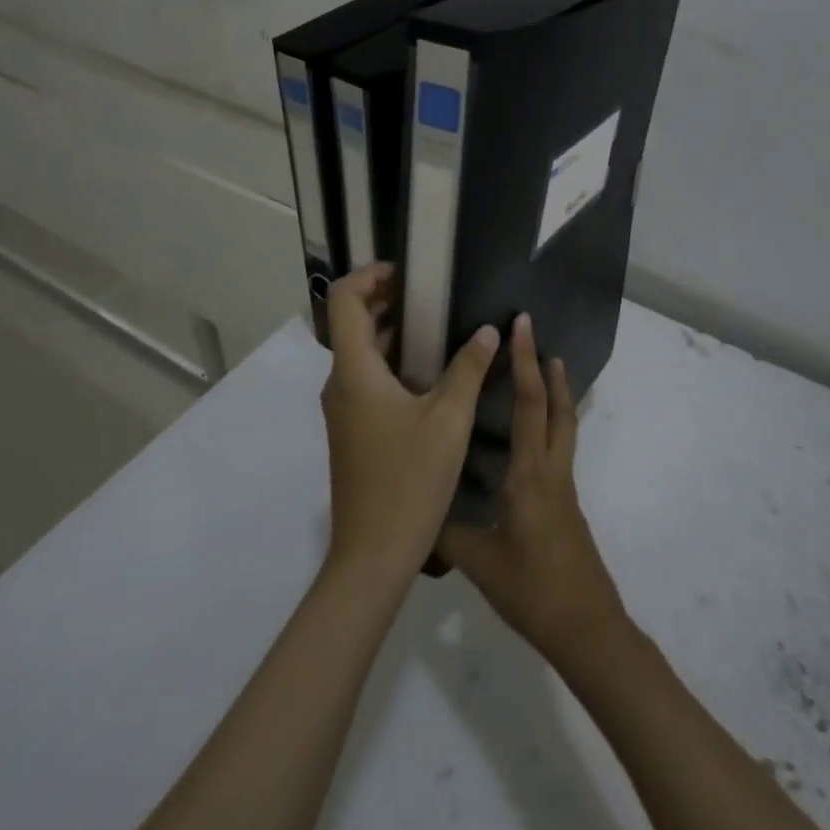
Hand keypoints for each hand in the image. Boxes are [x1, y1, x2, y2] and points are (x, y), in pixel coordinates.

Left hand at [322, 263, 499, 583]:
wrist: (373, 556)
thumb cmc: (409, 481)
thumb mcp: (449, 420)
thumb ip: (469, 369)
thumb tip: (488, 330)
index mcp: (354, 372)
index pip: (345, 301)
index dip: (371, 275)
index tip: (409, 273)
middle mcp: (341, 384)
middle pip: (353, 323)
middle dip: (388, 300)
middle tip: (434, 294)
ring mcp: (344, 409)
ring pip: (362, 353)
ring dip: (394, 332)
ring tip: (441, 325)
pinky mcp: (353, 430)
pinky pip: (368, 378)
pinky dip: (394, 361)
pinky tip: (433, 372)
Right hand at [439, 314, 626, 664]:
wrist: (588, 628)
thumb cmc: (534, 591)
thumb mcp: (480, 563)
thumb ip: (446, 532)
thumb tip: (414, 507)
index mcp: (531, 475)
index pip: (529, 405)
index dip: (525, 362)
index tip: (522, 327)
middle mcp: (552, 471)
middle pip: (556, 407)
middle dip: (546, 368)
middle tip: (534, 335)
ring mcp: (564, 487)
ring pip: (563, 426)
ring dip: (555, 393)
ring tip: (543, 369)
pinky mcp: (566, 504)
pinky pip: (558, 448)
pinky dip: (550, 423)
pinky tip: (528, 437)